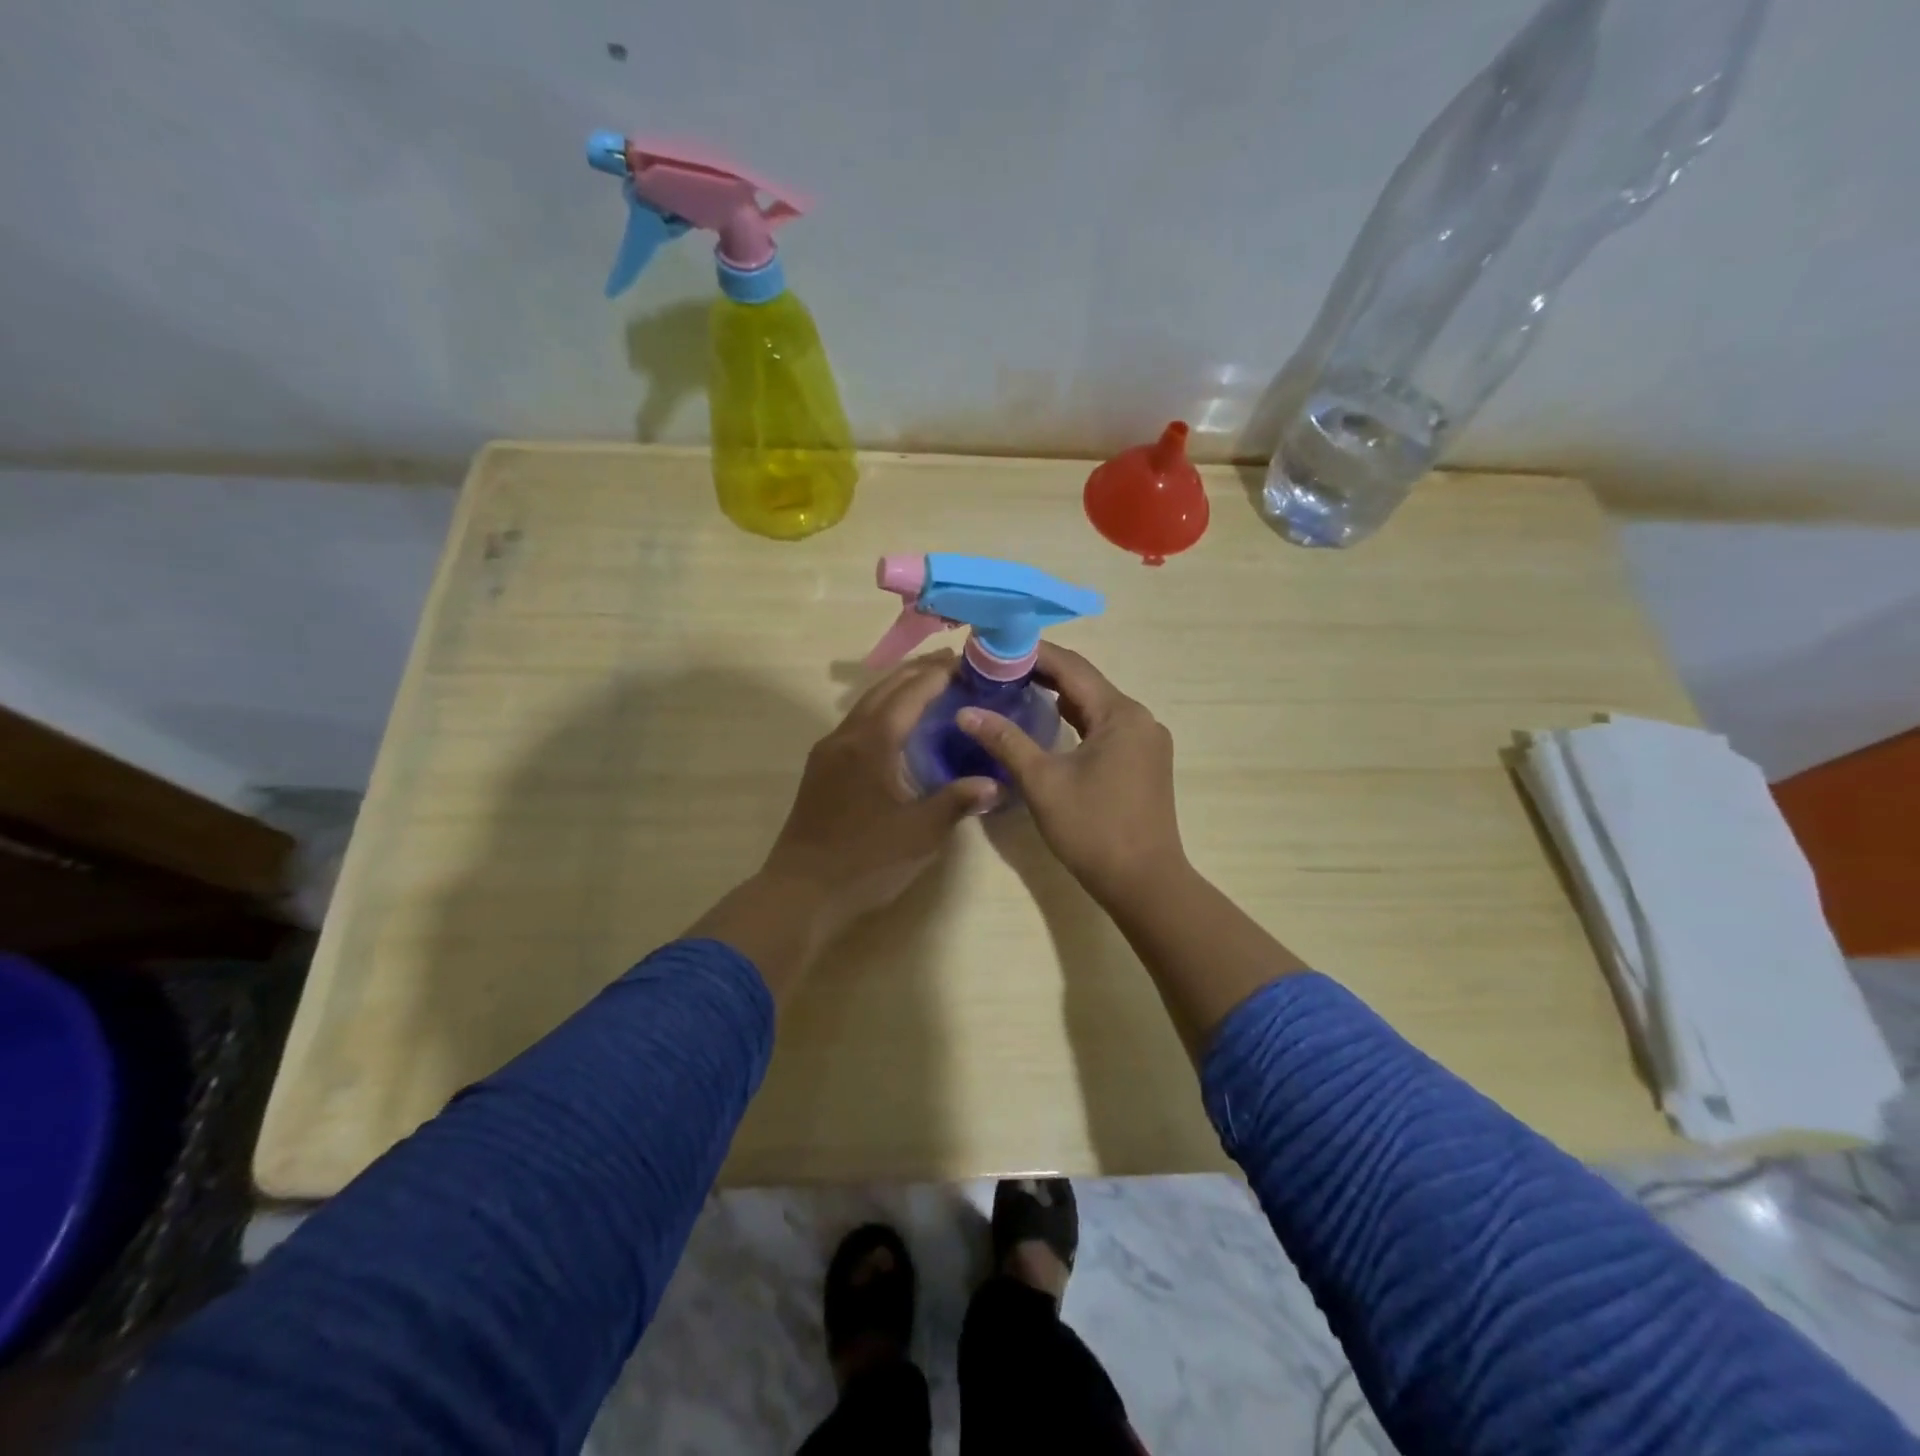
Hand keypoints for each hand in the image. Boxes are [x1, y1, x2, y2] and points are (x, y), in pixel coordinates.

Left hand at [690, 652, 996, 997]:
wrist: (801, 893)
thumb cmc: (864, 860)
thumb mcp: (919, 833)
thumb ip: (956, 802)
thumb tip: (994, 783)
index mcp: (871, 743)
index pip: (909, 694)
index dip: (937, 675)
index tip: (965, 661)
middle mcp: (845, 737)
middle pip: (883, 690)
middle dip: (916, 672)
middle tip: (951, 663)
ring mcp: (828, 753)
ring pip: (866, 706)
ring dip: (896, 690)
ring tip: (928, 686)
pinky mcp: (821, 771)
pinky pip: (856, 725)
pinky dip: (882, 712)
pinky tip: (897, 727)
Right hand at [958, 643, 1185, 906]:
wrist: (1145, 883)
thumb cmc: (1093, 830)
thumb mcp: (1043, 782)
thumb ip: (1005, 740)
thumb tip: (965, 712)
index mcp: (1120, 714)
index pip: (1071, 666)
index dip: (1031, 653)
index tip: (993, 648)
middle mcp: (1139, 718)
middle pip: (1085, 682)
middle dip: (1041, 672)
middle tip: (996, 668)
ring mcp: (1146, 741)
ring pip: (1096, 705)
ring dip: (1058, 695)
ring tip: (1013, 687)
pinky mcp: (1144, 761)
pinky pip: (1105, 727)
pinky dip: (1076, 719)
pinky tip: (1049, 722)